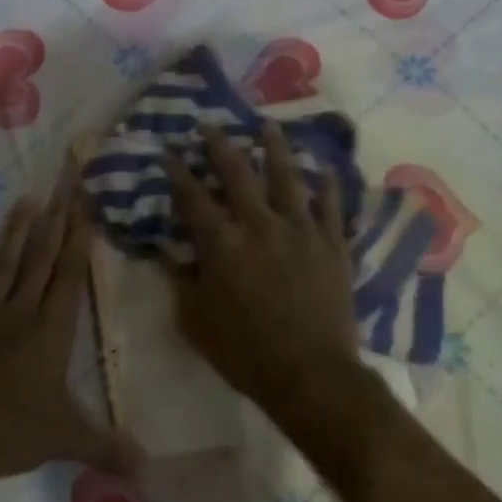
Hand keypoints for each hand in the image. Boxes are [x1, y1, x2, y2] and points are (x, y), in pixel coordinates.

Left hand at [0, 161, 131, 486]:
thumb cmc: (12, 434)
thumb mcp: (66, 439)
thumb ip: (107, 446)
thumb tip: (148, 467)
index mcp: (51, 330)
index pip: (69, 275)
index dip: (78, 240)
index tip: (83, 208)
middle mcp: (20, 311)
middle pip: (41, 258)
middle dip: (56, 221)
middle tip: (63, 186)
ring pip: (4, 264)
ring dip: (15, 232)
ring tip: (26, 200)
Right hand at [163, 123, 362, 417]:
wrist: (311, 375)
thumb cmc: (245, 353)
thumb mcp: (196, 322)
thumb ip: (181, 282)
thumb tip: (169, 253)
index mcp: (222, 244)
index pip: (193, 199)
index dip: (178, 174)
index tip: (170, 153)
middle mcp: (260, 225)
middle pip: (238, 174)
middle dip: (221, 147)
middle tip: (212, 126)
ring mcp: (300, 230)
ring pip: (287, 177)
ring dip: (275, 149)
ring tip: (269, 126)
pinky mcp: (332, 243)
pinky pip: (330, 205)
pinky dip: (327, 184)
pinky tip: (323, 167)